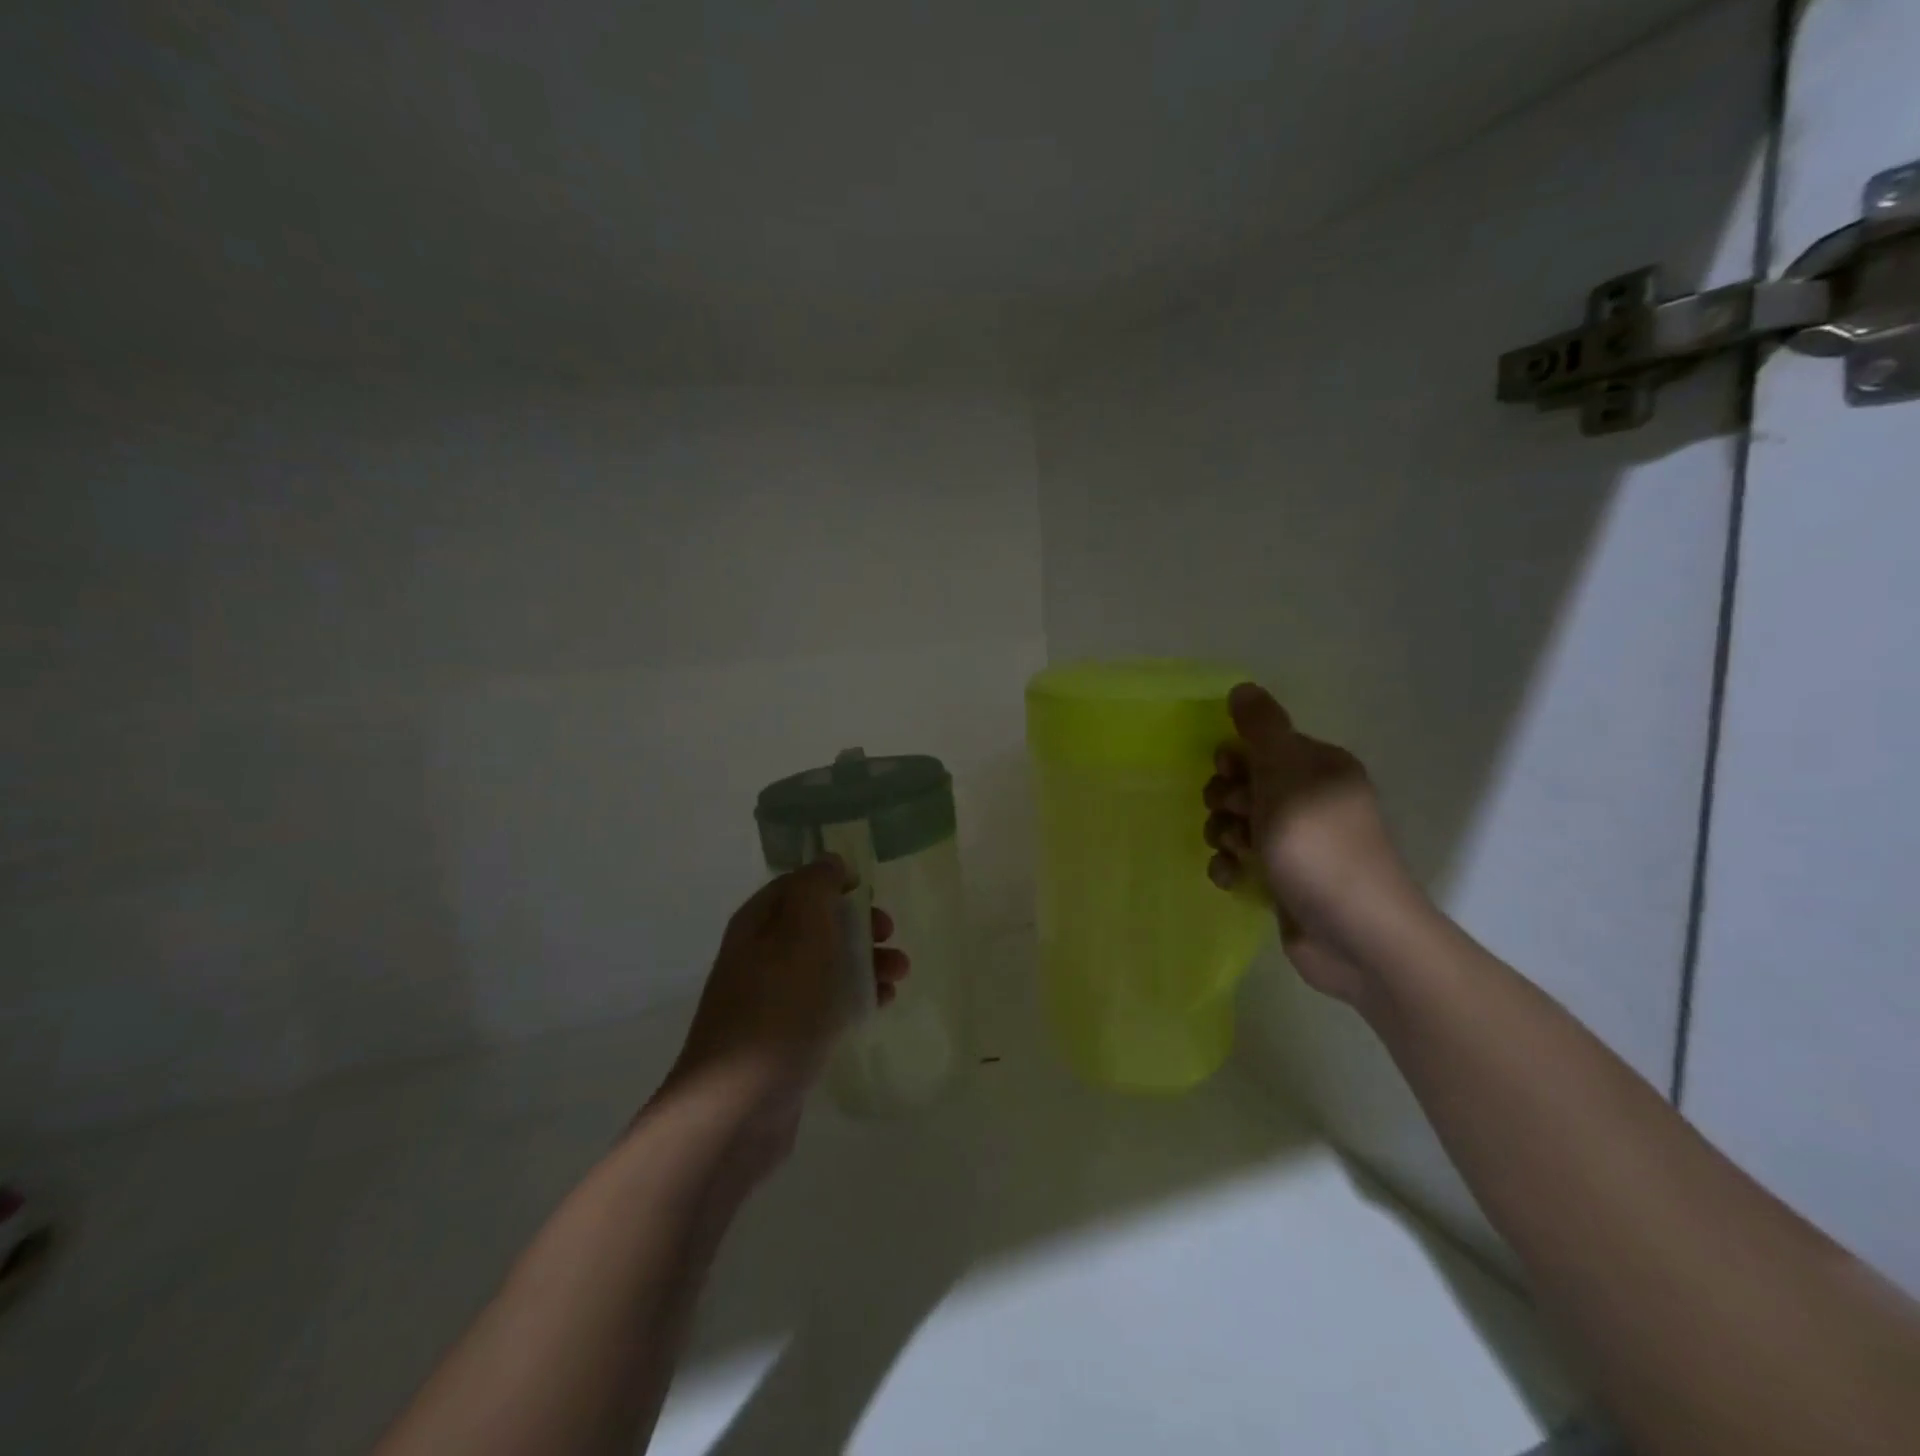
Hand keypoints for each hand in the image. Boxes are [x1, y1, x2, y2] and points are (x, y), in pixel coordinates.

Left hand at [654, 857, 908, 1176]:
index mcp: (759, 923)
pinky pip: (825, 1004)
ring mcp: (770, 999)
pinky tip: (881, 1005)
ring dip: (865, 962)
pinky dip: (855, 997)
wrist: (737, 1107)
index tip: (870, 893)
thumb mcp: (802, 931)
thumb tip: (830, 862)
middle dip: (859, 925)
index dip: (836, 883)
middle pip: (817, 925)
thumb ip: (817, 888)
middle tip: (890, 935)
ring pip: (826, 965)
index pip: (799, 885)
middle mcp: (760, 955)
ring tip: (901, 974)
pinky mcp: (784, 1038)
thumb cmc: (778, 1007)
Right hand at [1203, 683, 1423, 1006]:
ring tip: (1234, 852)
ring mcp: (1298, 844)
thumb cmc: (1319, 846)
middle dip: (1226, 799)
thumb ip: (1261, 730)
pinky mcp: (1285, 880)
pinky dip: (1232, 867)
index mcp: (1319, 768)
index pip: (1262, 746)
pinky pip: (1243, 861)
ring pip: (1239, 824)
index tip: (1228, 774)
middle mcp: (1310, 801)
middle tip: (1234, 817)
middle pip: (1245, 785)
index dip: (1236, 758)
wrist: (1355, 935)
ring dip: (1224, 834)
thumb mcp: (1287, 776)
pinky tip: (1233, 878)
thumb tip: (1243, 688)